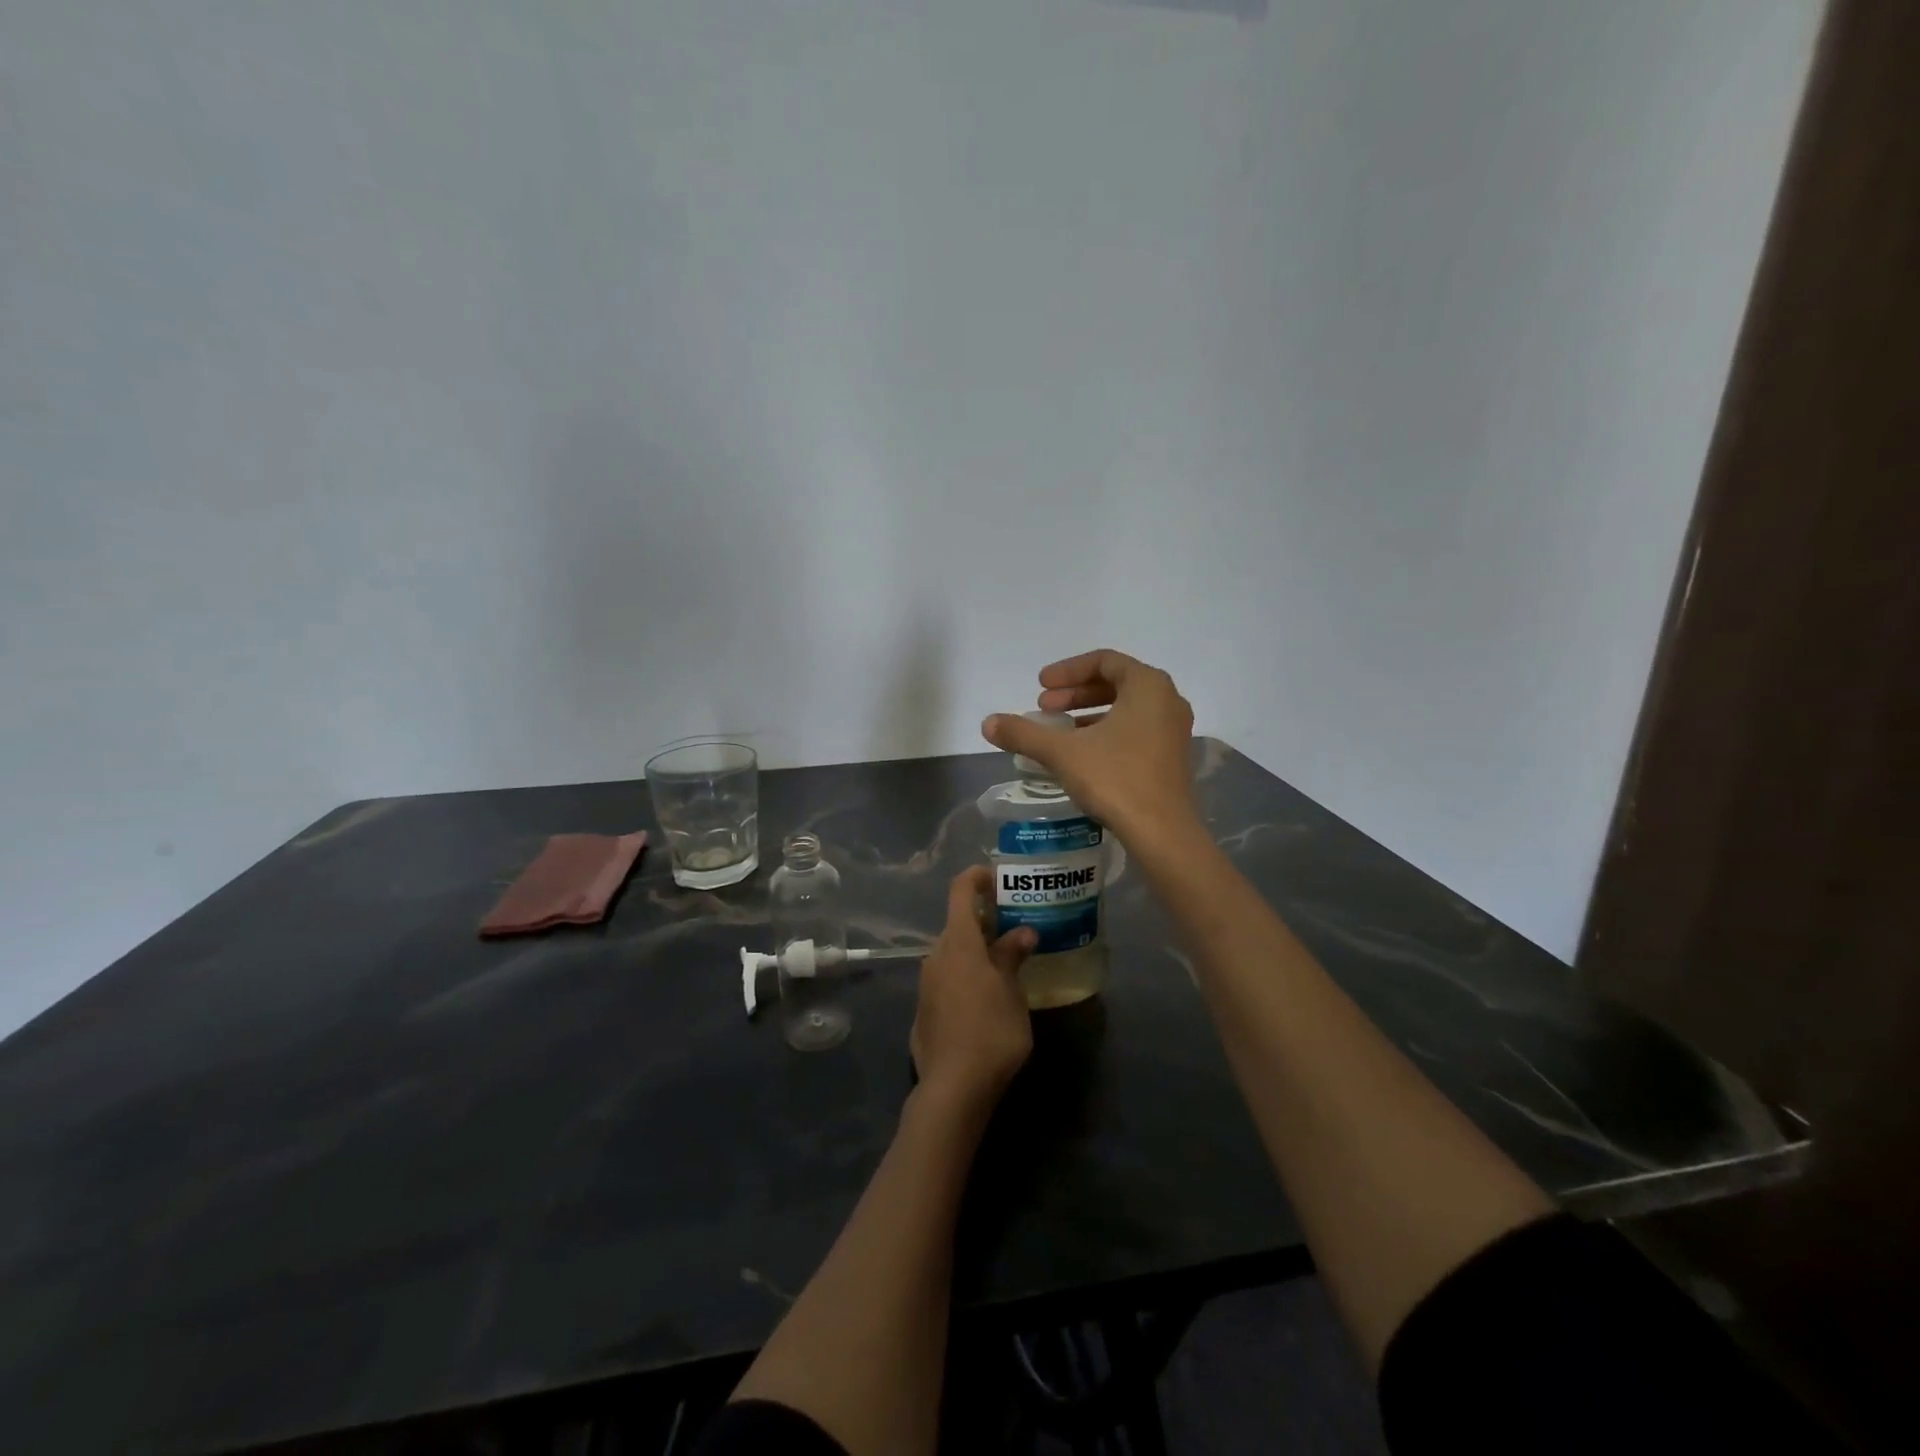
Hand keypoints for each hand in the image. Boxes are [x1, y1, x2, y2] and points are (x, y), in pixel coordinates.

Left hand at [910, 867, 1035, 1108]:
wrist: (953, 1087)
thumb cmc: (991, 1031)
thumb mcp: (1011, 992)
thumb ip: (1012, 956)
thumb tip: (1022, 931)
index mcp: (959, 943)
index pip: (960, 891)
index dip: (977, 878)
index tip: (997, 878)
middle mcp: (936, 955)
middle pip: (958, 924)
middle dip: (985, 921)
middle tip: (1015, 928)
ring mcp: (926, 983)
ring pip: (953, 953)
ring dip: (976, 951)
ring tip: (1006, 963)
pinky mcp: (924, 1010)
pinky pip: (947, 979)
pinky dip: (966, 976)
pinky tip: (986, 998)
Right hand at [981, 649, 1198, 843]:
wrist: (1162, 832)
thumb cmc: (1115, 779)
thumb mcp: (1063, 752)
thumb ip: (1024, 733)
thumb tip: (987, 723)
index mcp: (1148, 685)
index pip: (1104, 661)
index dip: (1067, 671)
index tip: (1039, 687)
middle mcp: (1167, 700)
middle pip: (1116, 682)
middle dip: (1075, 693)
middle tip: (1044, 708)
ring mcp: (1174, 730)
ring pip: (1127, 707)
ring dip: (1089, 712)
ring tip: (1058, 730)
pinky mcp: (1172, 757)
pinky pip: (1136, 728)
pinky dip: (1107, 731)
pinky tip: (1082, 753)